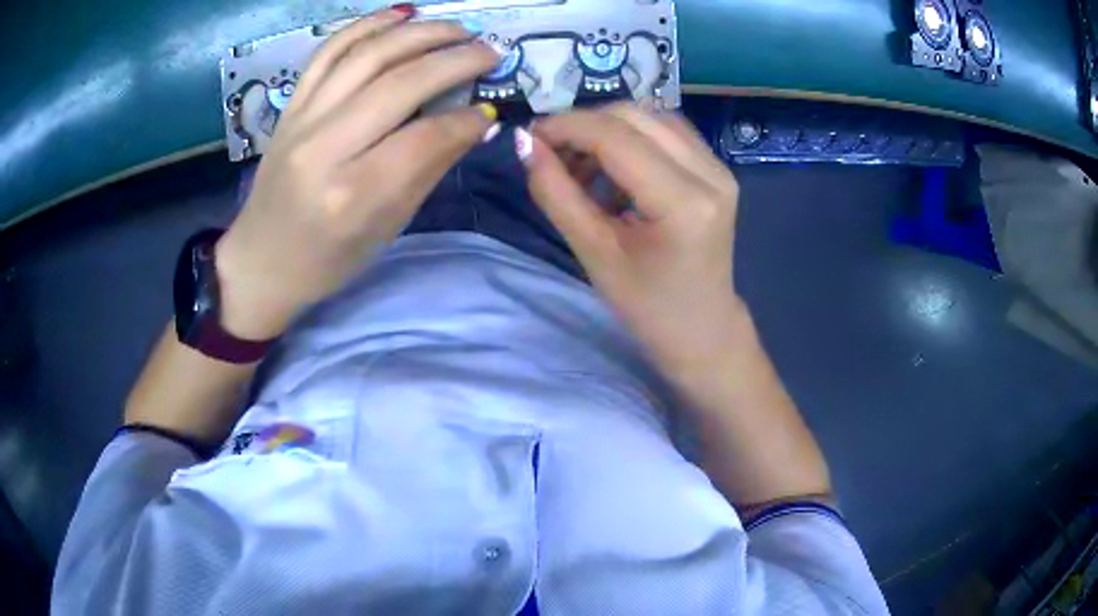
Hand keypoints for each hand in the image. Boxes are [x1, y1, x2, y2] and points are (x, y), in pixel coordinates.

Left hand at [215, 7, 499, 339]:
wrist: (261, 259)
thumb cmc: (327, 260)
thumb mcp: (386, 228)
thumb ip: (429, 169)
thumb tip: (476, 122)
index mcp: (351, 194)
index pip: (423, 138)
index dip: (466, 119)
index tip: (491, 111)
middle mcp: (323, 148)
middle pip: (398, 83)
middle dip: (455, 60)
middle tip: (491, 51)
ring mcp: (301, 120)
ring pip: (367, 55)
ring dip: (420, 33)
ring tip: (458, 28)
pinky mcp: (290, 106)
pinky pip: (329, 51)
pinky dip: (367, 25)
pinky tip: (402, 14)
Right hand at [525, 104, 746, 380]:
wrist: (703, 329)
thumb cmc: (648, 307)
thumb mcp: (594, 254)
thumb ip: (557, 193)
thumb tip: (525, 144)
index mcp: (684, 202)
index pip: (616, 136)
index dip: (566, 127)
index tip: (530, 137)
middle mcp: (710, 173)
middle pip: (635, 115)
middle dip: (584, 124)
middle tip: (552, 153)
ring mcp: (719, 168)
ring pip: (651, 116)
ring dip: (607, 129)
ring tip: (580, 166)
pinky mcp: (717, 170)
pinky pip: (667, 132)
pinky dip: (631, 138)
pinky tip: (611, 170)